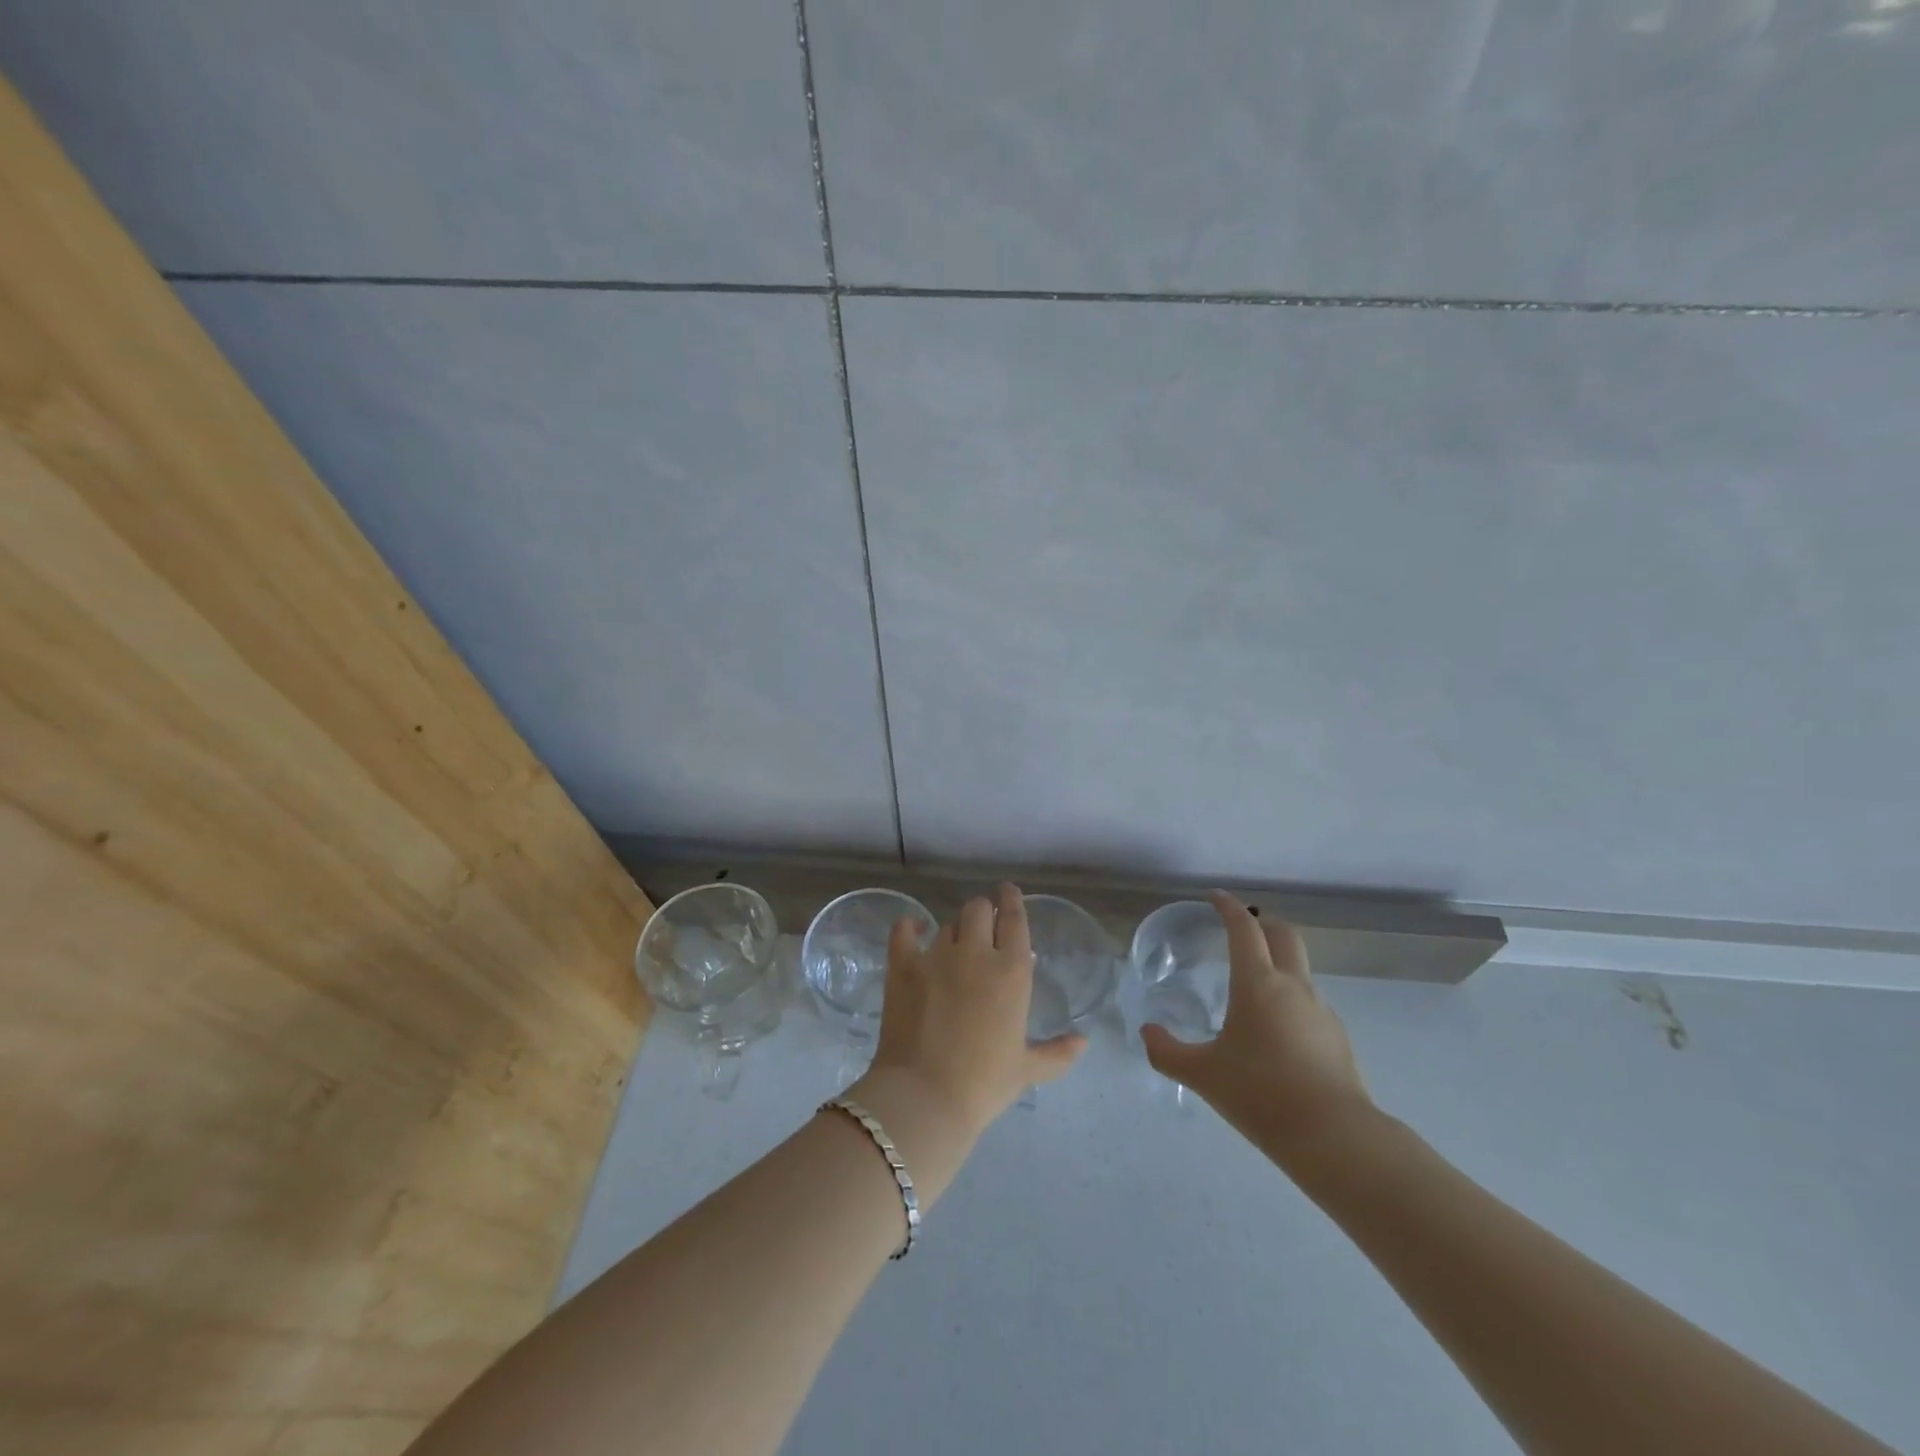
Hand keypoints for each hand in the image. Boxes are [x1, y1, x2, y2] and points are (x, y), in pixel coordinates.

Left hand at [852, 884, 1085, 1163]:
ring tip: (955, 943)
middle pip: (978, 909)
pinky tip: (914, 929)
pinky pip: (904, 931)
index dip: (1011, 900)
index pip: (1014, 919)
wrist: (926, 1096)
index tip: (1008, 892)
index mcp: (1012, 971)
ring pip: (947, 923)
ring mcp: (936, 956)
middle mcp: (976, 953)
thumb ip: (1058, 1052)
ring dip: (955, 929)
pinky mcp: (903, 966)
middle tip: (983, 923)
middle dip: (982, 911)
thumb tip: (1084, 1041)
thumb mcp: (1027, 1070)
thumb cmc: (984, 1084)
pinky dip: (910, 926)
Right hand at [1141, 892, 1372, 1162]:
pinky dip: (1289, 1000)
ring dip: (1277, 963)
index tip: (1215, 897)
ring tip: (1252, 989)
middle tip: (1240, 928)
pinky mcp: (1336, 1037)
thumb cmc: (1260, 1094)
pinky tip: (1275, 1033)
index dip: (1229, 907)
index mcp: (1258, 983)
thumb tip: (1147, 1032)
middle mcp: (1293, 986)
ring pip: (1299, 969)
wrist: (1334, 1137)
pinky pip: (1309, 1003)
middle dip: (1262, 922)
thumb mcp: (1203, 1074)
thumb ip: (1167, 1051)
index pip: (1244, 928)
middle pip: (1284, 934)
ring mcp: (1320, 1010)